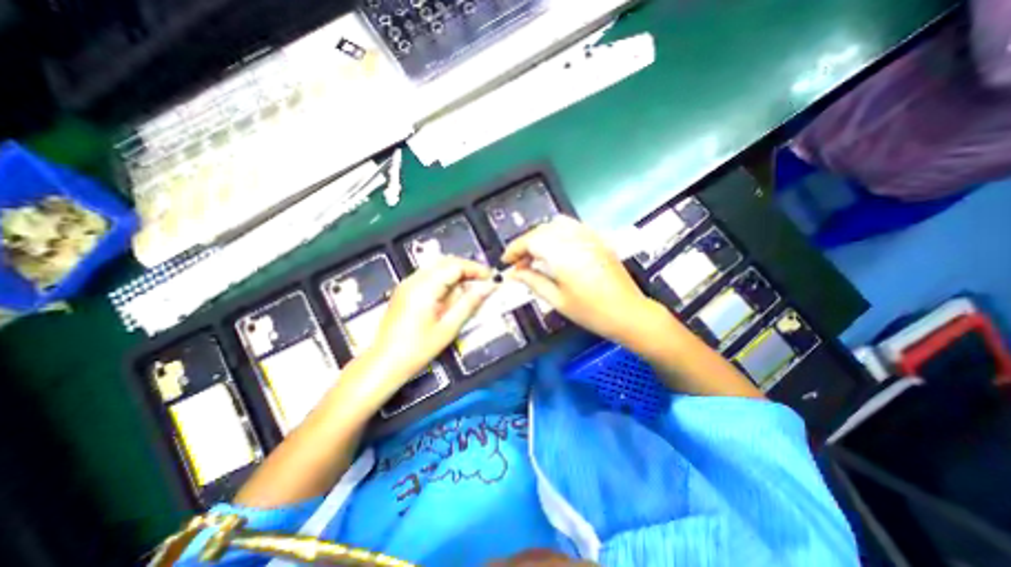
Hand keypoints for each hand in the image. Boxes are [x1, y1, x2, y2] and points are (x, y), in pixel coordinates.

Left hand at [364, 258, 494, 385]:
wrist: (383, 363)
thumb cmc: (417, 349)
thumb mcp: (448, 328)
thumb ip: (469, 304)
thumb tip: (489, 287)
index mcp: (424, 287)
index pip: (455, 266)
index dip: (475, 269)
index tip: (491, 278)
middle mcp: (414, 279)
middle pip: (445, 262)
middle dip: (467, 269)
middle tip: (483, 282)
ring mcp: (407, 284)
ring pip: (437, 267)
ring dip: (456, 273)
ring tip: (471, 288)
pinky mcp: (404, 291)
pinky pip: (429, 276)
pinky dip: (445, 279)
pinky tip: (452, 294)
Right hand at [502, 215, 659, 342]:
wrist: (628, 313)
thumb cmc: (591, 311)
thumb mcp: (557, 300)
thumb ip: (533, 282)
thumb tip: (515, 273)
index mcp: (563, 254)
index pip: (531, 241)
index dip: (514, 249)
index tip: (507, 261)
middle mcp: (575, 239)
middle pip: (541, 230)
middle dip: (526, 244)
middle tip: (520, 263)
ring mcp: (589, 236)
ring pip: (556, 225)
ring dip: (541, 236)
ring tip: (536, 255)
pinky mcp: (597, 239)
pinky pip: (572, 227)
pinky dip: (557, 233)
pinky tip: (556, 250)